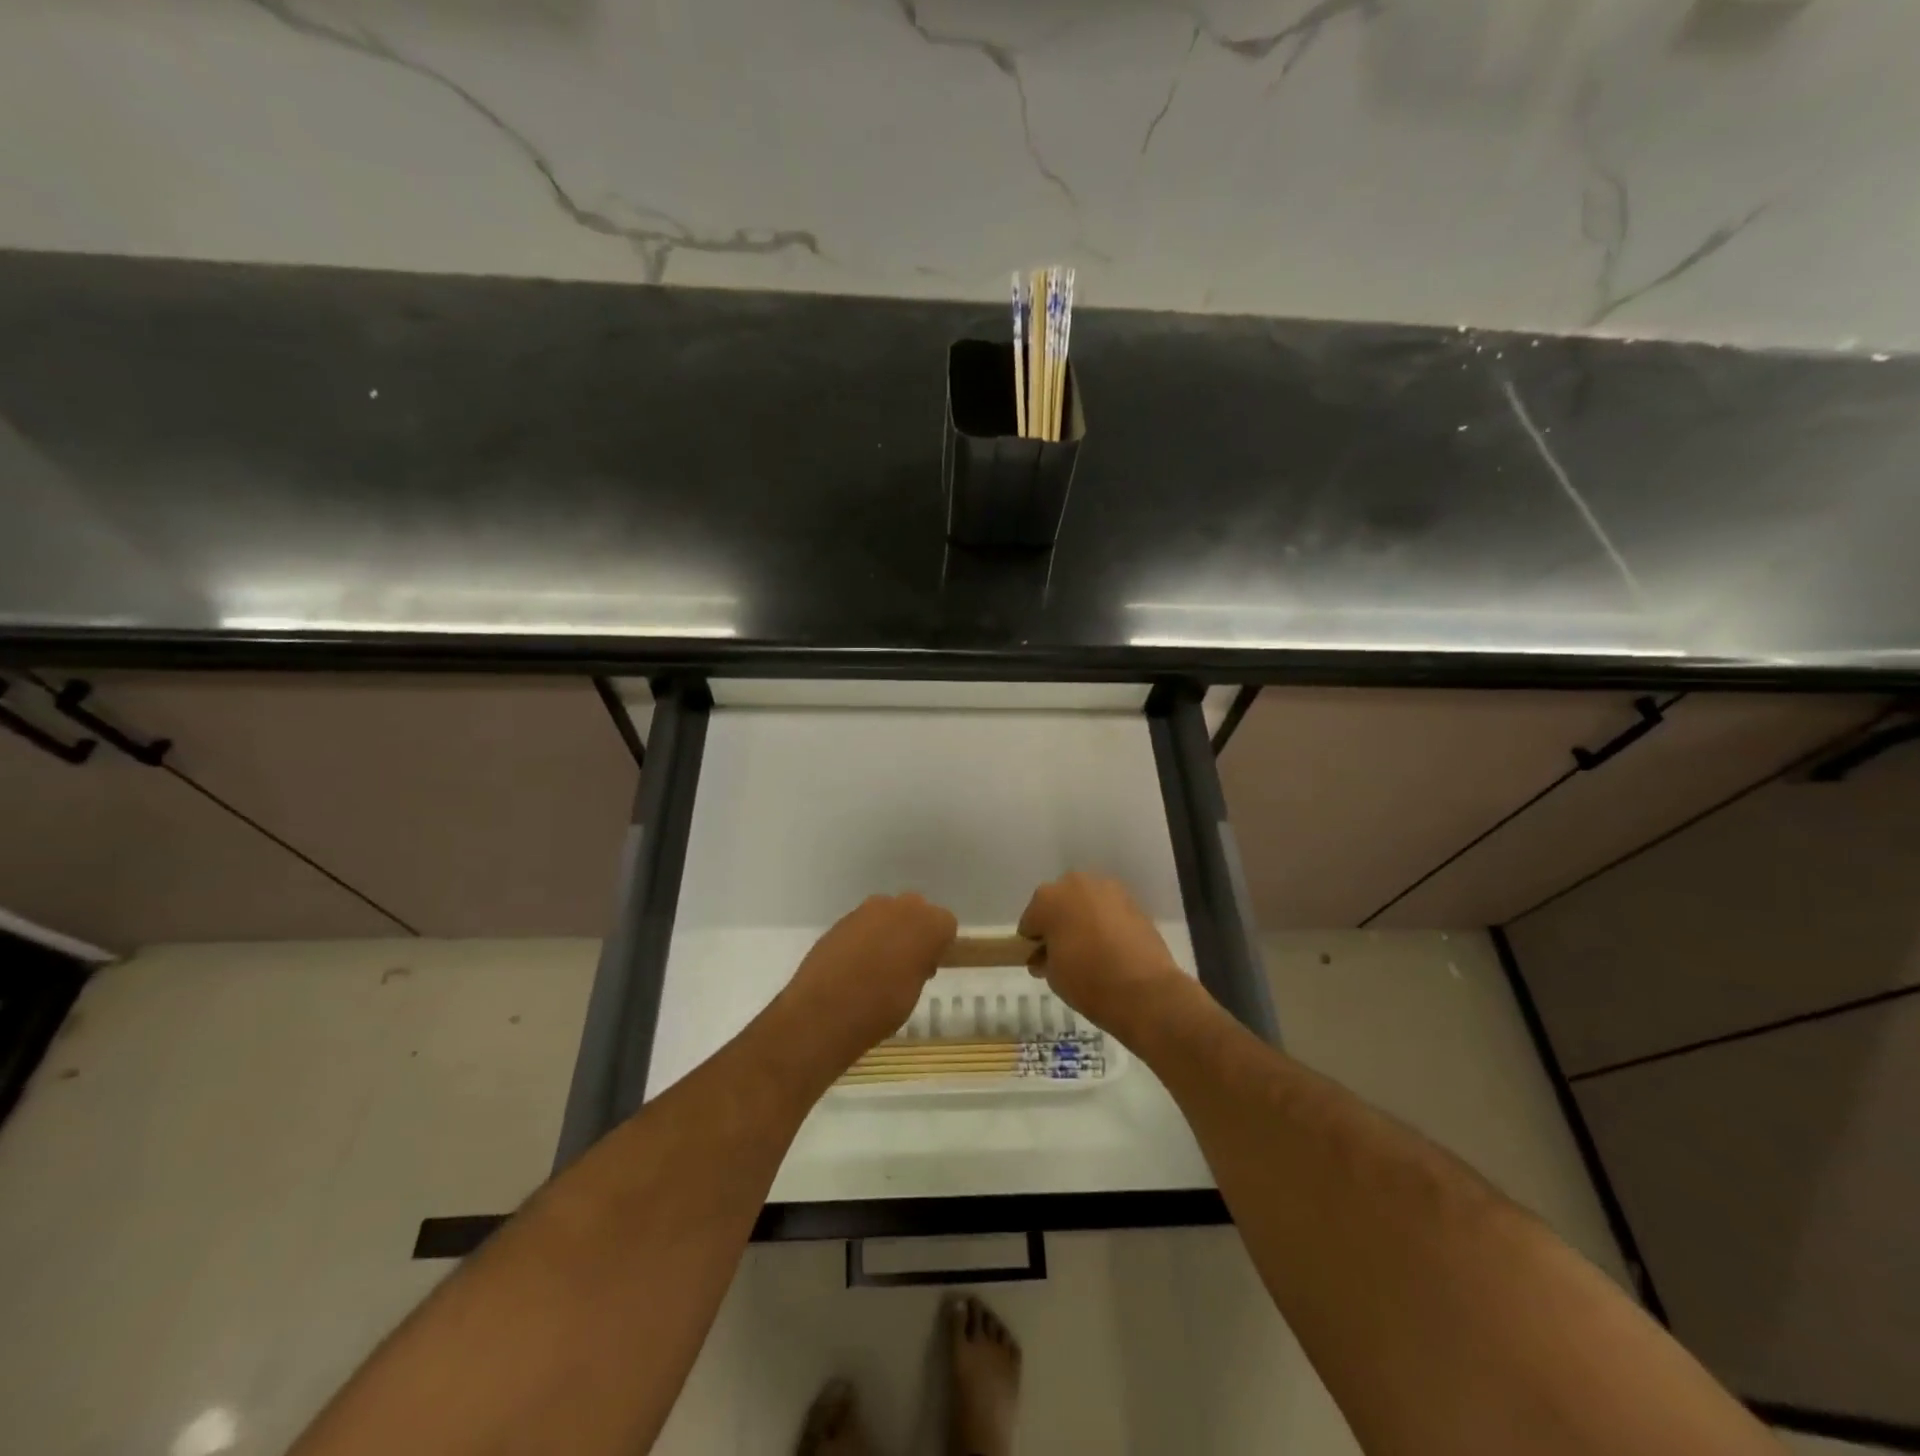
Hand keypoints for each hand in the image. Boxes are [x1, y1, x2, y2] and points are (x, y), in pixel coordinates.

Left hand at [782, 893, 957, 1067]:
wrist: (824, 1012)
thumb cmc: (881, 1007)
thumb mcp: (914, 991)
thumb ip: (920, 964)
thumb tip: (916, 958)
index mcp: (926, 923)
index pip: (945, 923)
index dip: (939, 945)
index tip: (928, 967)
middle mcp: (897, 907)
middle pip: (916, 910)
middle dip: (914, 931)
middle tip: (906, 964)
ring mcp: (865, 911)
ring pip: (886, 914)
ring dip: (887, 932)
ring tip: (877, 967)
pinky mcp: (840, 921)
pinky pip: (862, 925)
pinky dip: (863, 939)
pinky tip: (854, 967)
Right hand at [1018, 873, 1188, 1037]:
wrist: (1145, 990)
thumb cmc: (1088, 981)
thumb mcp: (1052, 976)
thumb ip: (1044, 958)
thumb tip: (1044, 956)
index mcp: (1047, 898)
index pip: (1030, 922)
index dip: (1032, 944)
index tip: (1039, 962)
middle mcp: (1075, 884)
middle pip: (1058, 904)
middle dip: (1058, 924)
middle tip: (1063, 954)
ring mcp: (1107, 889)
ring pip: (1085, 903)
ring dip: (1082, 920)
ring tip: (1090, 951)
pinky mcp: (1132, 900)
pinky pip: (1108, 910)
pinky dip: (1105, 923)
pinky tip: (1110, 947)